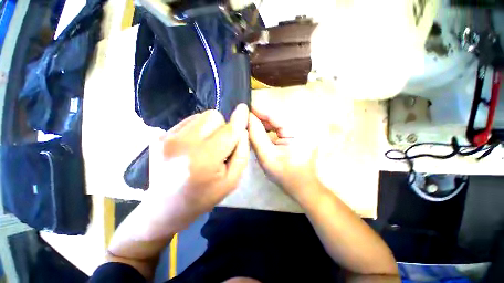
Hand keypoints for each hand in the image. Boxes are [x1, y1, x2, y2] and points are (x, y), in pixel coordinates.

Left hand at [147, 104, 249, 229]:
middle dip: (222, 127)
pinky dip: (196, 129)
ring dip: (209, 127)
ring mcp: (167, 138)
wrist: (165, 207)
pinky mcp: (159, 136)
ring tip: (205, 145)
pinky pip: (188, 121)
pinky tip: (192, 145)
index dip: (238, 120)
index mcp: (204, 160)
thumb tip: (242, 130)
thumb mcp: (232, 181)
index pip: (228, 131)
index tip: (244, 108)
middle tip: (219, 145)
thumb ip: (241, 153)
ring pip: (201, 116)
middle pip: (213, 116)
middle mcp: (183, 144)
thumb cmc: (204, 196)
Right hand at [248, 106, 321, 201]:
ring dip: (263, 123)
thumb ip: (256, 135)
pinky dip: (269, 127)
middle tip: (244, 122)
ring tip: (251, 128)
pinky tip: (261, 132)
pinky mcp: (298, 131)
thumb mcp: (266, 157)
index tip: (242, 112)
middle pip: (274, 115)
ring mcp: (301, 128)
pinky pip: (279, 125)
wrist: (302, 184)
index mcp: (297, 131)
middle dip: (258, 118)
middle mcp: (301, 125)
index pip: (273, 114)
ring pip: (276, 119)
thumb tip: (246, 117)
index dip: (256, 111)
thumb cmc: (285, 175)